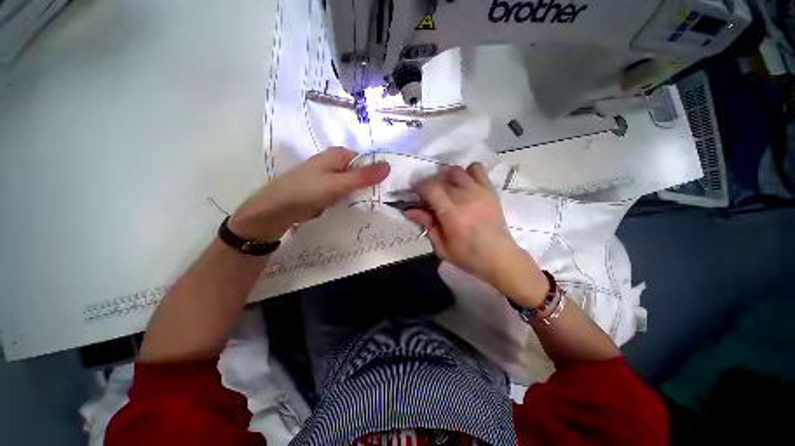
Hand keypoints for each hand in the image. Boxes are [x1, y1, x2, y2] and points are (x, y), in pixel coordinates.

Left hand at [229, 147, 389, 241]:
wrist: (278, 209)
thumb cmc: (308, 191)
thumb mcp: (339, 183)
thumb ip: (364, 176)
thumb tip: (389, 165)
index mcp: (338, 154)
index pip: (366, 160)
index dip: (377, 172)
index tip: (388, 187)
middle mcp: (335, 163)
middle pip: (360, 172)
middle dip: (370, 184)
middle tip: (383, 198)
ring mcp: (330, 177)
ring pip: (353, 183)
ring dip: (361, 192)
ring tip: (374, 204)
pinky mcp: (326, 190)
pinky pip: (344, 192)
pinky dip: (351, 198)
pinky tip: (358, 206)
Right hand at [405, 163, 547, 306]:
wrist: (499, 256)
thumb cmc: (467, 255)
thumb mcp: (441, 246)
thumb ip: (426, 225)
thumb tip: (409, 210)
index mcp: (452, 214)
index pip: (430, 188)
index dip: (418, 186)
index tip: (415, 193)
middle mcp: (465, 197)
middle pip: (441, 178)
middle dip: (429, 183)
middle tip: (428, 196)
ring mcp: (479, 191)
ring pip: (457, 170)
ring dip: (446, 176)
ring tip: (444, 188)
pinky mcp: (489, 190)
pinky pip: (476, 169)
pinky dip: (466, 172)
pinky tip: (463, 184)